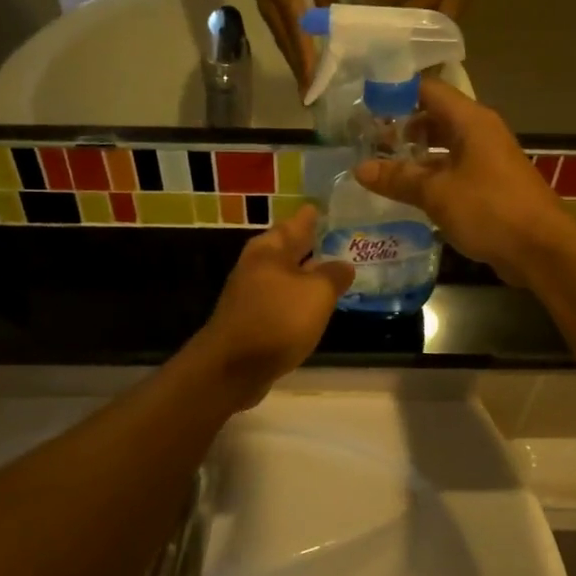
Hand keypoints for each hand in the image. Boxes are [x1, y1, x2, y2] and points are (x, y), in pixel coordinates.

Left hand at [187, 205, 352, 409]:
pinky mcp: (252, 321)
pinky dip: (297, 298)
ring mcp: (251, 295)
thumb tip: (344, 265)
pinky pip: (281, 300)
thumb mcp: (317, 293)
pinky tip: (312, 305)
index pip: (295, 223)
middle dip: (308, 244)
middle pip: (286, 249)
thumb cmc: (277, 320)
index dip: (310, 216)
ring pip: (284, 275)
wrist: (232, 368)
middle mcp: (257, 266)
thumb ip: (333, 275)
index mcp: (269, 250)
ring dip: (305, 272)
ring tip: (331, 270)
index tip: (322, 206)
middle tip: (334, 236)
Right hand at [240, 0, 338, 94]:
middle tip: (313, 99)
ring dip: (296, 67)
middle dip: (301, 74)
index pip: (299, 37)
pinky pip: (283, 39)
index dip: (306, 63)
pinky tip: (303, 63)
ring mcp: (268, 13)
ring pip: (285, 46)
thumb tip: (334, 19)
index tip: (311, 87)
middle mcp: (273, 11)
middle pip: (289, 49)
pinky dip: (293, 54)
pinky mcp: (268, 12)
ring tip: (309, 88)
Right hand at [354, 78, 575, 285]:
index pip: (428, 90)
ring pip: (443, 147)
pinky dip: (429, 178)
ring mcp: (486, 161)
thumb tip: (360, 169)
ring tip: (378, 167)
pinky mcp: (489, 187)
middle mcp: (479, 133)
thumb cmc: (490, 210)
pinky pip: (452, 172)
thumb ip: (398, 179)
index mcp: (471, 121)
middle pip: (434, 117)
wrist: (541, 249)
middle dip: (400, 127)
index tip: (364, 104)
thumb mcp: (437, 193)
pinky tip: (405, 193)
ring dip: (413, 156)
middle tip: (364, 140)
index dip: (395, 93)